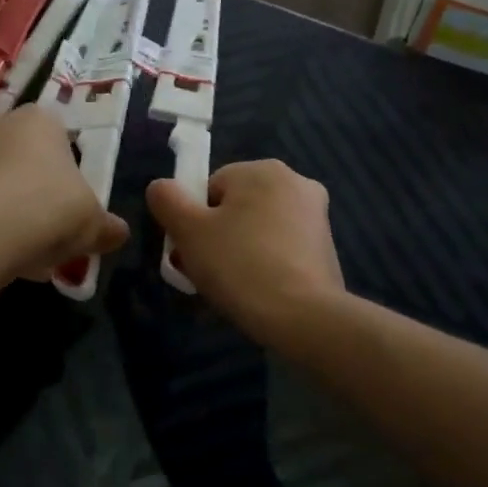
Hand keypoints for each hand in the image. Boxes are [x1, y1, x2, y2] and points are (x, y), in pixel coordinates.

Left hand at [0, 107, 129, 279]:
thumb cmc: (48, 209)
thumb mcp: (93, 223)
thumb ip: (108, 227)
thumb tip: (118, 233)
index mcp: (41, 119)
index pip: (61, 137)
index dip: (70, 172)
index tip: (73, 204)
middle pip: (26, 158)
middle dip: (37, 189)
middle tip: (51, 228)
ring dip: (9, 207)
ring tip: (24, 248)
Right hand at [145, 160, 344, 341]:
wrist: (302, 316)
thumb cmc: (239, 265)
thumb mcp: (188, 231)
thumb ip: (167, 200)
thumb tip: (161, 188)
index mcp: (262, 170)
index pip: (210, 188)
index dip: (193, 220)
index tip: (191, 251)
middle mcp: (295, 182)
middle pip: (235, 207)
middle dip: (216, 237)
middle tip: (204, 273)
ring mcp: (316, 216)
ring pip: (258, 230)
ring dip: (239, 252)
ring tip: (228, 288)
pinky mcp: (326, 248)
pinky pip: (281, 249)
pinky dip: (265, 265)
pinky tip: (256, 292)